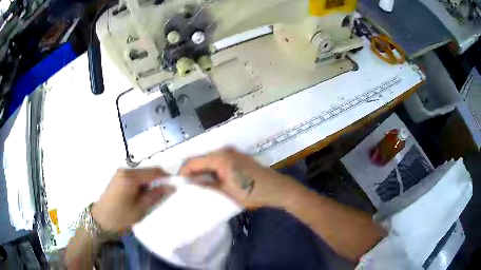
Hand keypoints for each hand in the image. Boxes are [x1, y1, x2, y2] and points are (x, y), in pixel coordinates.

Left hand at [92, 168, 174, 231]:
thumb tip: (171, 186)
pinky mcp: (118, 176)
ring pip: (142, 173)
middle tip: (166, 193)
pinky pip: (135, 176)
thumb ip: (156, 195)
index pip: (154, 171)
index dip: (167, 177)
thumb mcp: (141, 208)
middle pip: (148, 170)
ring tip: (154, 195)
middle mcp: (125, 170)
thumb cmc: (121, 216)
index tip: (175, 186)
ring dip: (150, 182)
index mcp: (131, 177)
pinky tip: (143, 194)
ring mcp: (121, 172)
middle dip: (159, 180)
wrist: (101, 219)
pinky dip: (142, 183)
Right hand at [180, 148, 304, 208]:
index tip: (180, 184)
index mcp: (220, 157)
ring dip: (203, 171)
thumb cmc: (252, 192)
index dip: (184, 172)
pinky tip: (212, 181)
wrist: (277, 189)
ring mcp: (232, 152)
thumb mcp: (226, 191)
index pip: (193, 161)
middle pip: (201, 159)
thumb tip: (190, 182)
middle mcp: (224, 150)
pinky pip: (219, 161)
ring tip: (199, 186)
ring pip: (209, 160)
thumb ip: (206, 185)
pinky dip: (212, 170)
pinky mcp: (238, 157)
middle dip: (193, 172)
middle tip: (189, 187)